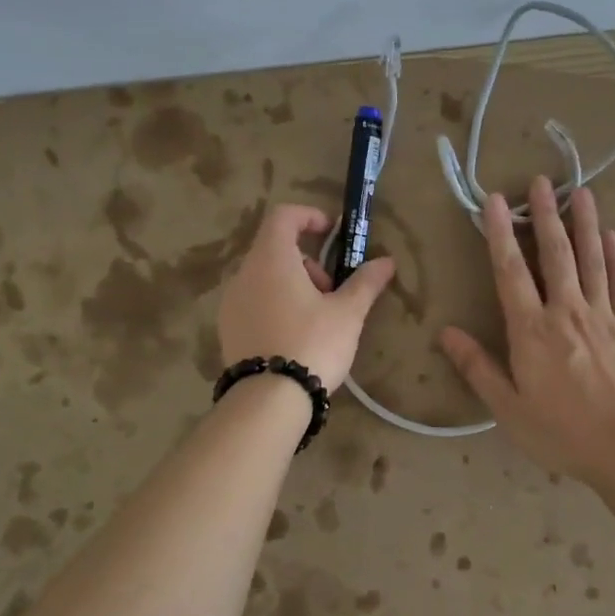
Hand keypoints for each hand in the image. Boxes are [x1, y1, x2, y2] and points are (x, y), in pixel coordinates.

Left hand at [218, 204, 395, 391]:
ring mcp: (231, 302)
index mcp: (271, 259)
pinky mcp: (227, 329)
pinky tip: (294, 337)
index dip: (309, 216)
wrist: (269, 399)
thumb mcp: (347, 313)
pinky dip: (275, 305)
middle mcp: (244, 274)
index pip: (283, 216)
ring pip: (265, 277)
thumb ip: (366, 282)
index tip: (332, 234)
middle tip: (331, 292)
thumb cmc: (312, 344)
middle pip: (276, 249)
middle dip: (308, 263)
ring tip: (316, 319)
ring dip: (293, 286)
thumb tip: (387, 261)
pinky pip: (254, 302)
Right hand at [439, 178, 614, 487]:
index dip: (501, 233)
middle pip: (555, 254)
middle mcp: (567, 311)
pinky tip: (613, 238)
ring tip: (581, 192)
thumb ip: (478, 367)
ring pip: (592, 260)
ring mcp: (603, 316)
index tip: (496, 200)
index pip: (511, 271)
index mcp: (532, 330)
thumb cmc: (563, 432)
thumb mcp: (509, 408)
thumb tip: (446, 333)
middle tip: (541, 181)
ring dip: (585, 224)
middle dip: (546, 215)